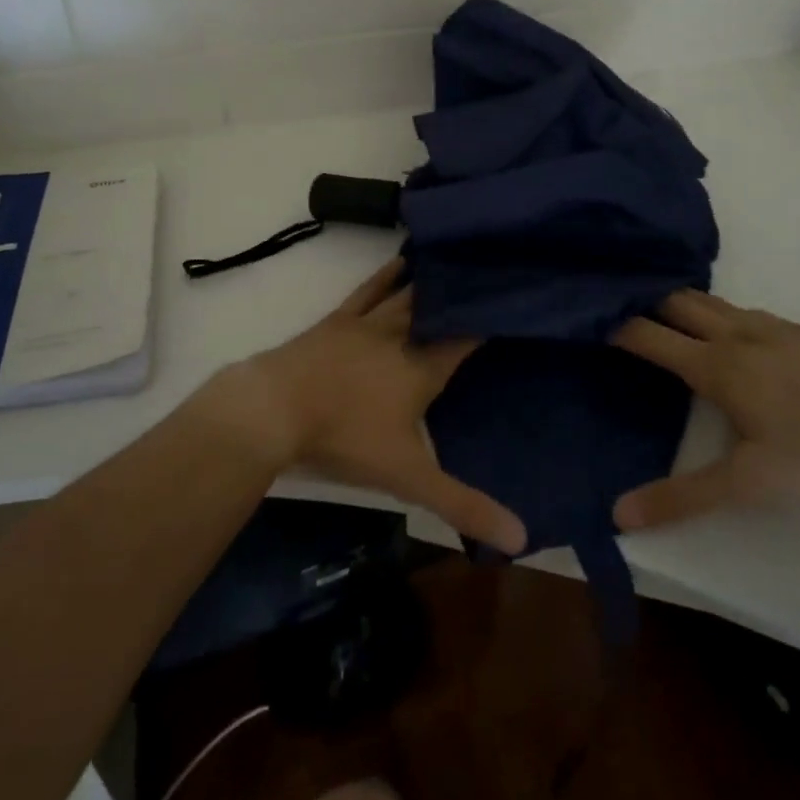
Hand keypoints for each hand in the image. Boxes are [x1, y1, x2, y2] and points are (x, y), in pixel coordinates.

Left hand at [222, 259, 526, 555]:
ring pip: (408, 294)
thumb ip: (462, 504)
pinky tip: (399, 260)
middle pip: (439, 310)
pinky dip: (386, 275)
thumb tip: (523, 539)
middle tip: (492, 273)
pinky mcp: (337, 320)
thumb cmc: (345, 438)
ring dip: (431, 280)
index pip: (465, 339)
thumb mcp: (408, 477)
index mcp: (422, 369)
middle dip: (465, 294)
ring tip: (457, 261)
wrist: (275, 408)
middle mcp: (401, 337)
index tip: (515, 304)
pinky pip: (368, 290)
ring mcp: (367, 323)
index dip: (490, 321)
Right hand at [610, 289, 799, 530]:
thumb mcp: (746, 484)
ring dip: (682, 302)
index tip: (590, 318)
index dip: (617, 325)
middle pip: (676, 301)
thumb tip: (619, 515)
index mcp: (714, 365)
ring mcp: (769, 325)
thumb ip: (682, 497)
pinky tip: (731, 333)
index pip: (650, 335)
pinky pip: (744, 309)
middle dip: (645, 299)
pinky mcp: (798, 329)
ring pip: (711, 300)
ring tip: (664, 312)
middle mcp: (734, 334)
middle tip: (619, 305)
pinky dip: (720, 311)